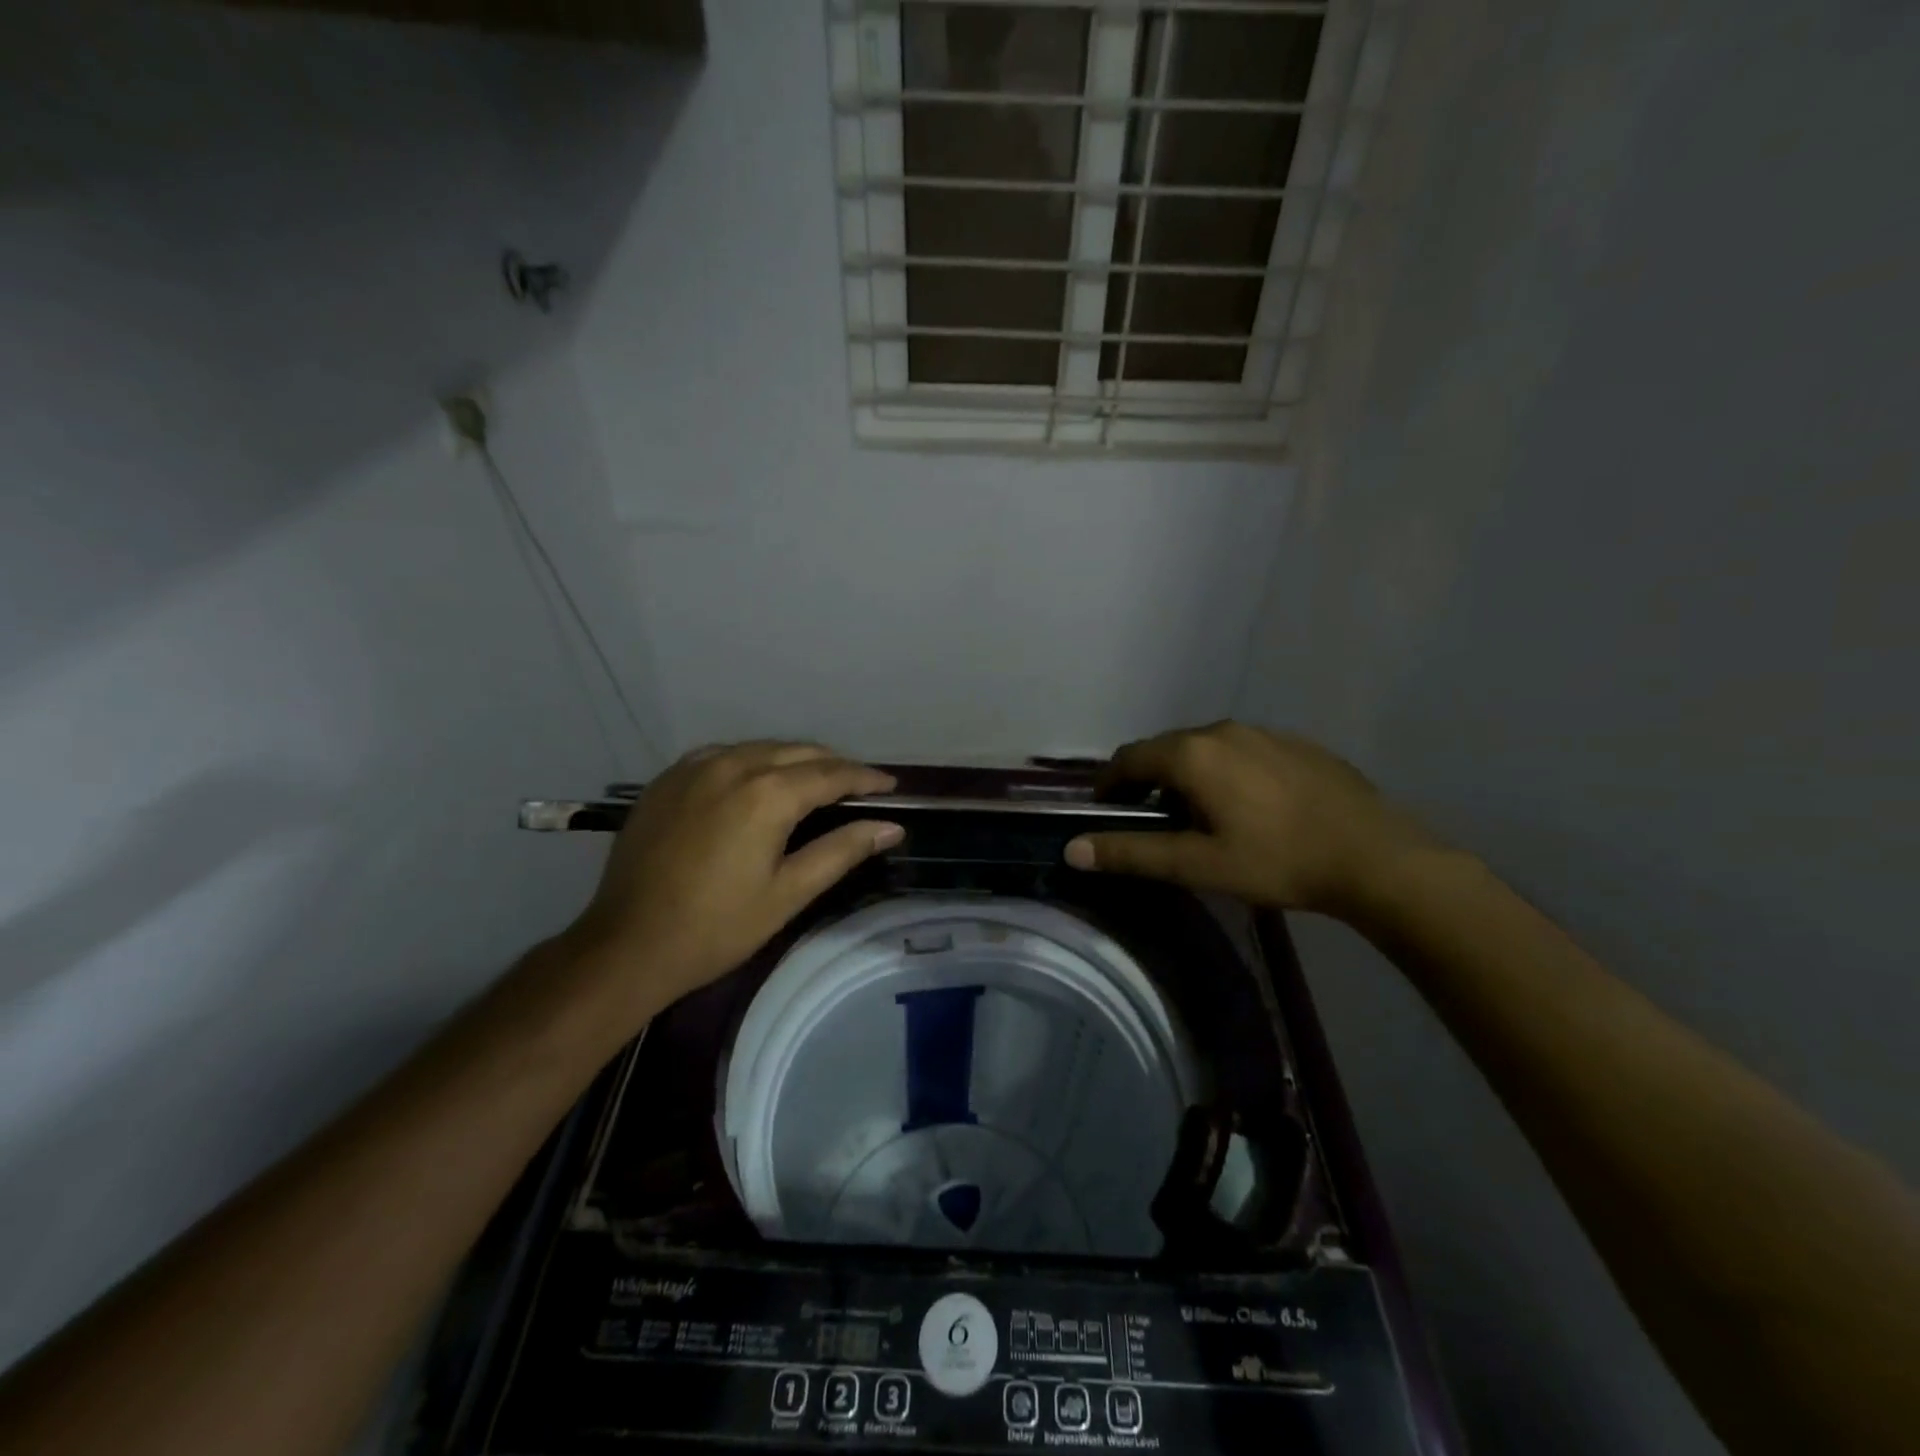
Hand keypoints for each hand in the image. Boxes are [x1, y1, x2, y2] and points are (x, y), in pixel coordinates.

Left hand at [564, 742, 902, 1017]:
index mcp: (766, 794)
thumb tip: (892, 827)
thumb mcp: (788, 893)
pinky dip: (752, 761)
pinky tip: (757, 781)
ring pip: (760, 748)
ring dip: (793, 760)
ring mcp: (694, 768)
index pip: (831, 773)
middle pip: (797, 752)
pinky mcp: (667, 779)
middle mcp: (732, 765)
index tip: (891, 786)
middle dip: (833, 765)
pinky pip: (723, 754)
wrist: (627, 945)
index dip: (865, 778)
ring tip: (815, 781)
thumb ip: (843, 851)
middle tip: (858, 786)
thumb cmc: (717, 927)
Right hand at [1063, 722, 1435, 916]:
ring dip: (1186, 775)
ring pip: (1205, 748)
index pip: (1129, 758)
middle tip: (1148, 820)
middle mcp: (1222, 730)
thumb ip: (1132, 853)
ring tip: (1197, 816)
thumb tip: (1073, 849)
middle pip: (1165, 749)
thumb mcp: (1198, 864)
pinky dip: (1224, 771)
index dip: (1109, 785)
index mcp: (1192, 754)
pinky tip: (1248, 807)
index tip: (1106, 812)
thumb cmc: (1278, 861)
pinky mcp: (1295, 743)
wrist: (1376, 857)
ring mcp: (1263, 732)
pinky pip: (1241, 750)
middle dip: (1147, 780)